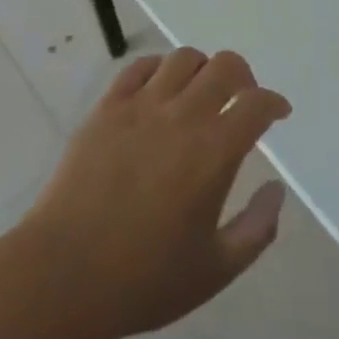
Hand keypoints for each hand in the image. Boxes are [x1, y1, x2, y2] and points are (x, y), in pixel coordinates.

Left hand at [26, 48, 290, 338]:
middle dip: (243, 77)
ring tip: (199, 93)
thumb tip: (276, 189)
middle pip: (226, 65)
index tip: (277, 114)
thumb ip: (257, 229)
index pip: (258, 104)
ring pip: (183, 58)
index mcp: (215, 151)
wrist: (61, 278)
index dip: (274, 103)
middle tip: (241, 99)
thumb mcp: (215, 270)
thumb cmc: (143, 279)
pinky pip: (139, 67)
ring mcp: (141, 107)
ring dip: (202, 69)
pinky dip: (158, 69)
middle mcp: (183, 116)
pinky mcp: (106, 109)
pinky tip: (159, 90)